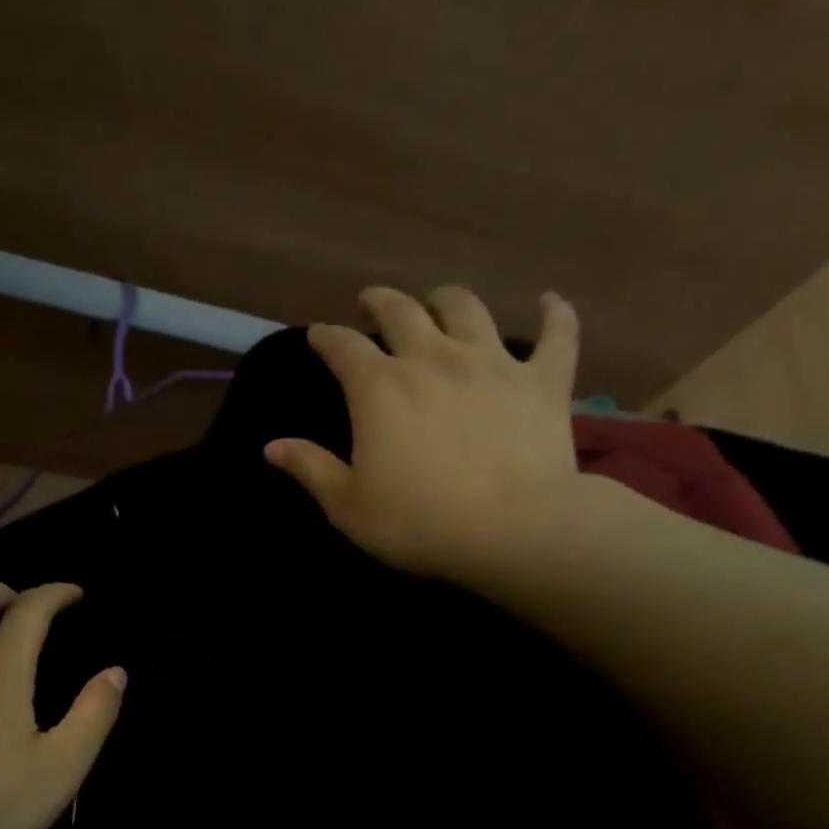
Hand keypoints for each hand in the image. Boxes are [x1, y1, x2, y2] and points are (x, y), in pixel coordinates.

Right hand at [265, 285, 594, 581]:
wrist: (511, 529)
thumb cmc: (417, 521)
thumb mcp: (347, 504)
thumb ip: (310, 469)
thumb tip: (271, 446)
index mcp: (379, 388)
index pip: (343, 347)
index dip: (327, 337)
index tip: (318, 335)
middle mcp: (432, 359)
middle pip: (403, 312)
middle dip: (382, 302)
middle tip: (373, 301)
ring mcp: (492, 362)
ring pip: (467, 309)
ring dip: (447, 299)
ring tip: (439, 301)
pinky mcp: (543, 379)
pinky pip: (557, 333)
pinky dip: (554, 314)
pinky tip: (549, 301)